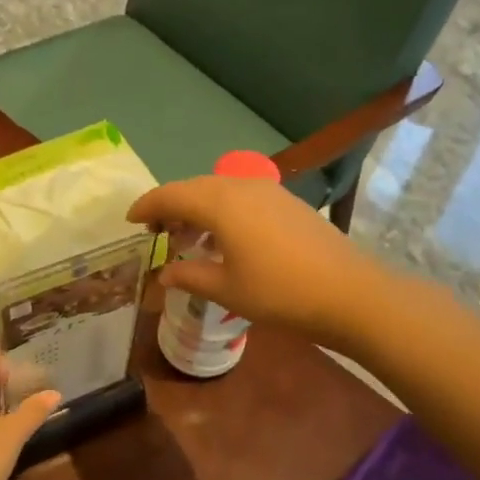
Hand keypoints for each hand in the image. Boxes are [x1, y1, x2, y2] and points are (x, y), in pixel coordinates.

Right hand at [127, 176, 380, 345]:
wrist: (349, 292)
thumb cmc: (280, 292)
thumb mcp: (226, 289)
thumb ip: (189, 276)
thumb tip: (164, 273)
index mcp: (220, 203)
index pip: (171, 195)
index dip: (147, 205)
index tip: (129, 220)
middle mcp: (240, 186)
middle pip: (194, 188)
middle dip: (170, 206)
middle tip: (155, 231)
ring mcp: (268, 191)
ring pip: (219, 190)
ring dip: (197, 208)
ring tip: (187, 238)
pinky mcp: (286, 202)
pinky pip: (241, 197)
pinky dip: (221, 211)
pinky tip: (224, 239)